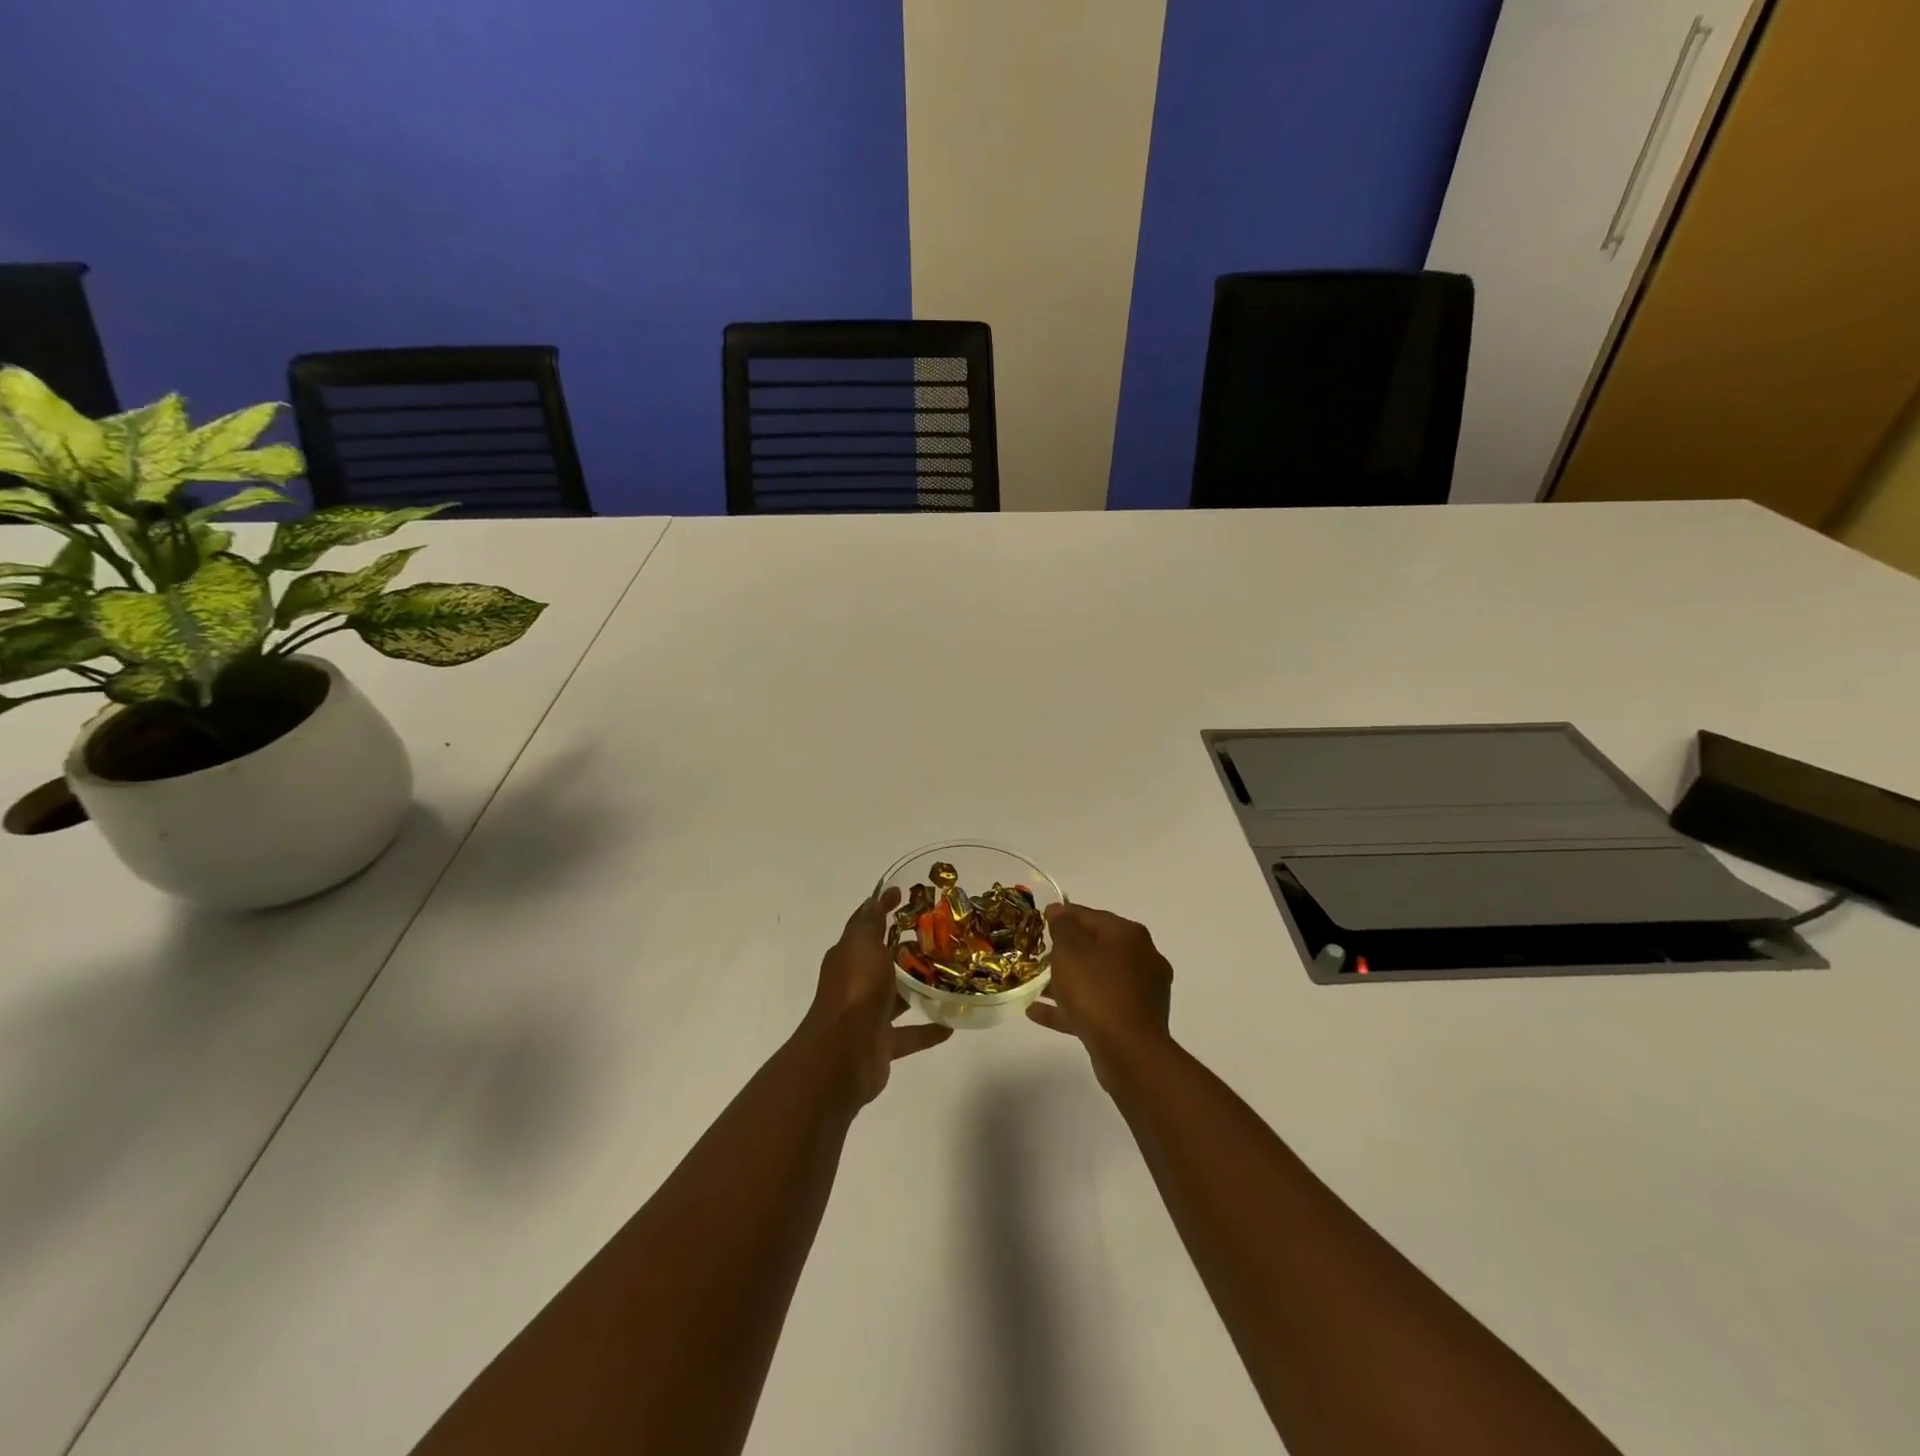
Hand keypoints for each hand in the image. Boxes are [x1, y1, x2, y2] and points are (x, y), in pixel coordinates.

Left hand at [798, 888, 952, 1104]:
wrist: (844, 1055)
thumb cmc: (856, 990)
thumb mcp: (862, 944)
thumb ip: (872, 920)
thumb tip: (880, 893)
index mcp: (849, 956)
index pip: (866, 924)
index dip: (883, 908)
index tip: (908, 895)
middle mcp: (857, 983)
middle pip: (884, 961)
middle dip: (908, 950)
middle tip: (944, 937)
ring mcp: (869, 1014)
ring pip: (898, 996)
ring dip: (920, 988)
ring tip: (953, 976)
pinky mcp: (883, 1043)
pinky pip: (910, 1034)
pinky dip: (929, 1029)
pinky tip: (952, 1023)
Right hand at [1028, 903, 1173, 1084]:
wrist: (1128, 1051)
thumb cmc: (1097, 990)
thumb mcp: (1071, 950)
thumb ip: (1063, 927)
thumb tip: (1060, 910)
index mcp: (1129, 936)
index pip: (1091, 916)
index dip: (1064, 914)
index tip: (1041, 917)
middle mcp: (1141, 959)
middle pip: (1096, 948)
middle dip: (1065, 951)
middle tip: (1037, 953)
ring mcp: (1140, 993)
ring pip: (1095, 980)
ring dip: (1065, 982)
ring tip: (1033, 984)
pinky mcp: (1133, 1023)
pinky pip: (1096, 1008)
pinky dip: (1070, 1008)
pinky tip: (1037, 1012)